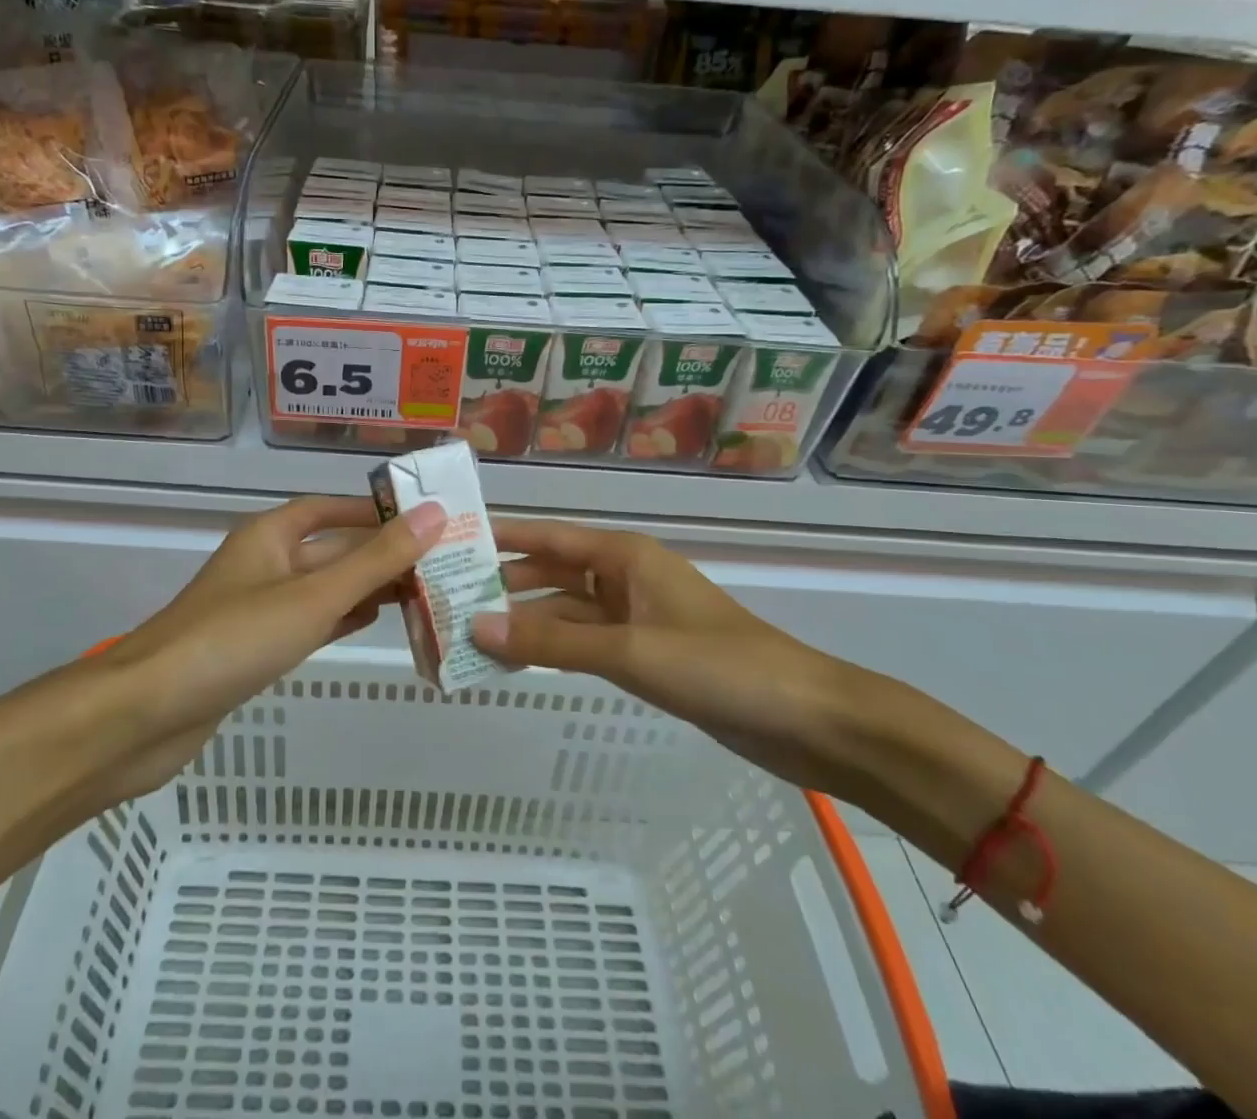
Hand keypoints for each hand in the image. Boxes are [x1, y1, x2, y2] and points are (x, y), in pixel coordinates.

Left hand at [77, 497, 443, 804]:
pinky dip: (341, 618)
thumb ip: (376, 560)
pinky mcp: (254, 648)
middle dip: (380, 554)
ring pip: (323, 588)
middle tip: (439, 561)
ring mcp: (257, 608)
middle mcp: (264, 564)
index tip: (423, 517)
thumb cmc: (233, 640)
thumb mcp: (314, 596)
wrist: (146, 715)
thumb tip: (434, 515)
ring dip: (367, 587)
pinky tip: (375, 622)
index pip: (330, 509)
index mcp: (270, 536)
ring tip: (422, 590)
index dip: (374, 510)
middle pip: (331, 549)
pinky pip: (309, 621)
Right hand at [474, 520, 862, 796]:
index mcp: (626, 556)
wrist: (808, 720)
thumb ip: (552, 641)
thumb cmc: (720, 667)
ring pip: (567, 611)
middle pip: (553, 571)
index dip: (501, 536)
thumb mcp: (630, 651)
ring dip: (526, 621)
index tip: (451, 539)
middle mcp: (626, 577)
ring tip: (469, 634)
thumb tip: (475, 626)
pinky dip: (553, 648)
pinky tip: (518, 660)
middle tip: (448, 597)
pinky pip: (585, 643)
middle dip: (505, 583)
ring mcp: (636, 618)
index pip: (549, 536)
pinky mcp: (647, 655)